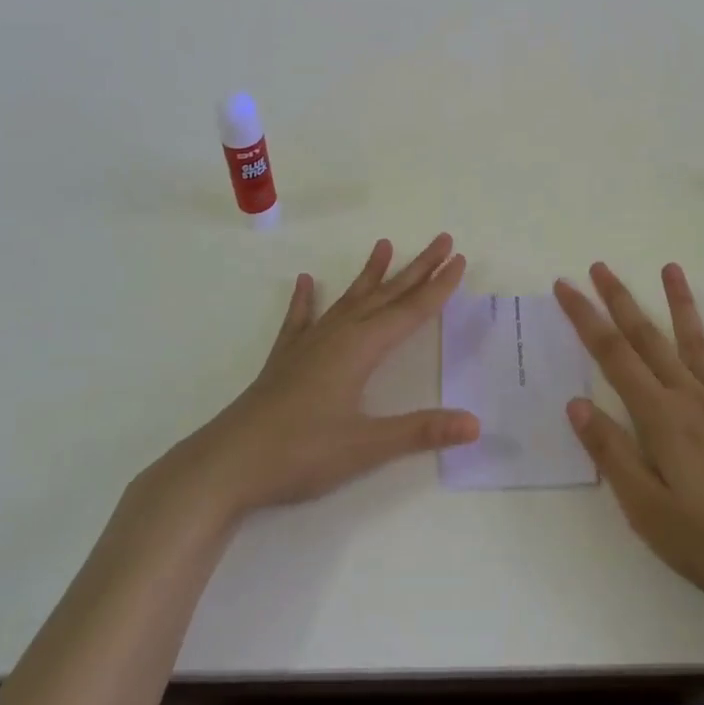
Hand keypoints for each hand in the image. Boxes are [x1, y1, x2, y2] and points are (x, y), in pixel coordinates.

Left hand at [132, 235, 478, 530]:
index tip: (459, 259)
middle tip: (442, 241)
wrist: (228, 463)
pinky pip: (301, 318)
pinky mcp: (285, 358)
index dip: (439, 287)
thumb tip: (475, 423)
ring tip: (384, 245)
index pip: (411, 311)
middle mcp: (338, 334)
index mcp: (361, 348)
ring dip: (371, 274)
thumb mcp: (366, 447)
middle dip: (417, 268)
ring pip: (350, 299)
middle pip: (387, 294)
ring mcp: (309, 343)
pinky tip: (307, 281)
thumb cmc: (300, 453)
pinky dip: (306, 299)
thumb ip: (421, 431)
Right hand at [556, 262, 703, 625]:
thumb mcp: (646, 510)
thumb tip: (577, 403)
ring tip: (670, 268)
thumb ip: (612, 452)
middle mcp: (692, 399)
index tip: (565, 287)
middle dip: (621, 300)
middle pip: (649, 339)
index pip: (613, 356)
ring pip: (698, 344)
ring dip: (682, 304)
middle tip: (600, 266)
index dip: (586, 319)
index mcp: (661, 418)